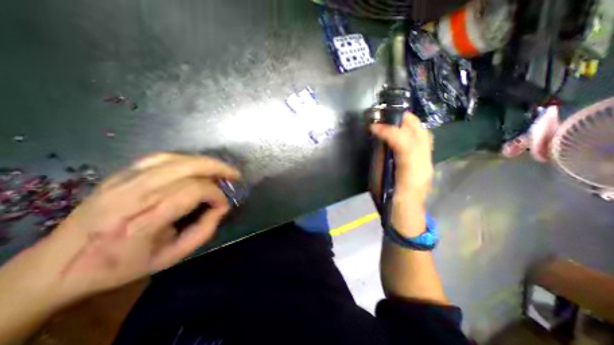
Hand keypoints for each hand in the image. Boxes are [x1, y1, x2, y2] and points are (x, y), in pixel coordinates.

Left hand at [0, 152, 239, 306]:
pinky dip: (185, 159)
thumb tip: (222, 207)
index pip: (192, 193)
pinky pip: (160, 158)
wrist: (59, 264)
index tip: (223, 205)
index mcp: (141, 223)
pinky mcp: (120, 174)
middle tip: (234, 175)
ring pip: (175, 159)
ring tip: (222, 168)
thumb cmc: (122, 265)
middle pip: (185, 169)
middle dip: (217, 169)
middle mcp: (130, 196)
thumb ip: (204, 230)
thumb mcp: (171, 256)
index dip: (215, 196)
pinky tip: (197, 165)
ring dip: (205, 161)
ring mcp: (122, 181)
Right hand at [371, 114, 432, 236]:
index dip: (388, 130)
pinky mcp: (428, 162)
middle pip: (419, 133)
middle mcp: (424, 164)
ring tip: (392, 121)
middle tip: (384, 118)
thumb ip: (381, 158)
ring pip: (424, 133)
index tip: (373, 127)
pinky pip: (423, 139)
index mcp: (409, 173)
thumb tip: (379, 138)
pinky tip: (401, 131)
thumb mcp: (379, 181)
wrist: (407, 215)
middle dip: (401, 120)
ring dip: (408, 123)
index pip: (404, 142)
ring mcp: (429, 162)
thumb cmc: (388, 201)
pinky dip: (412, 130)